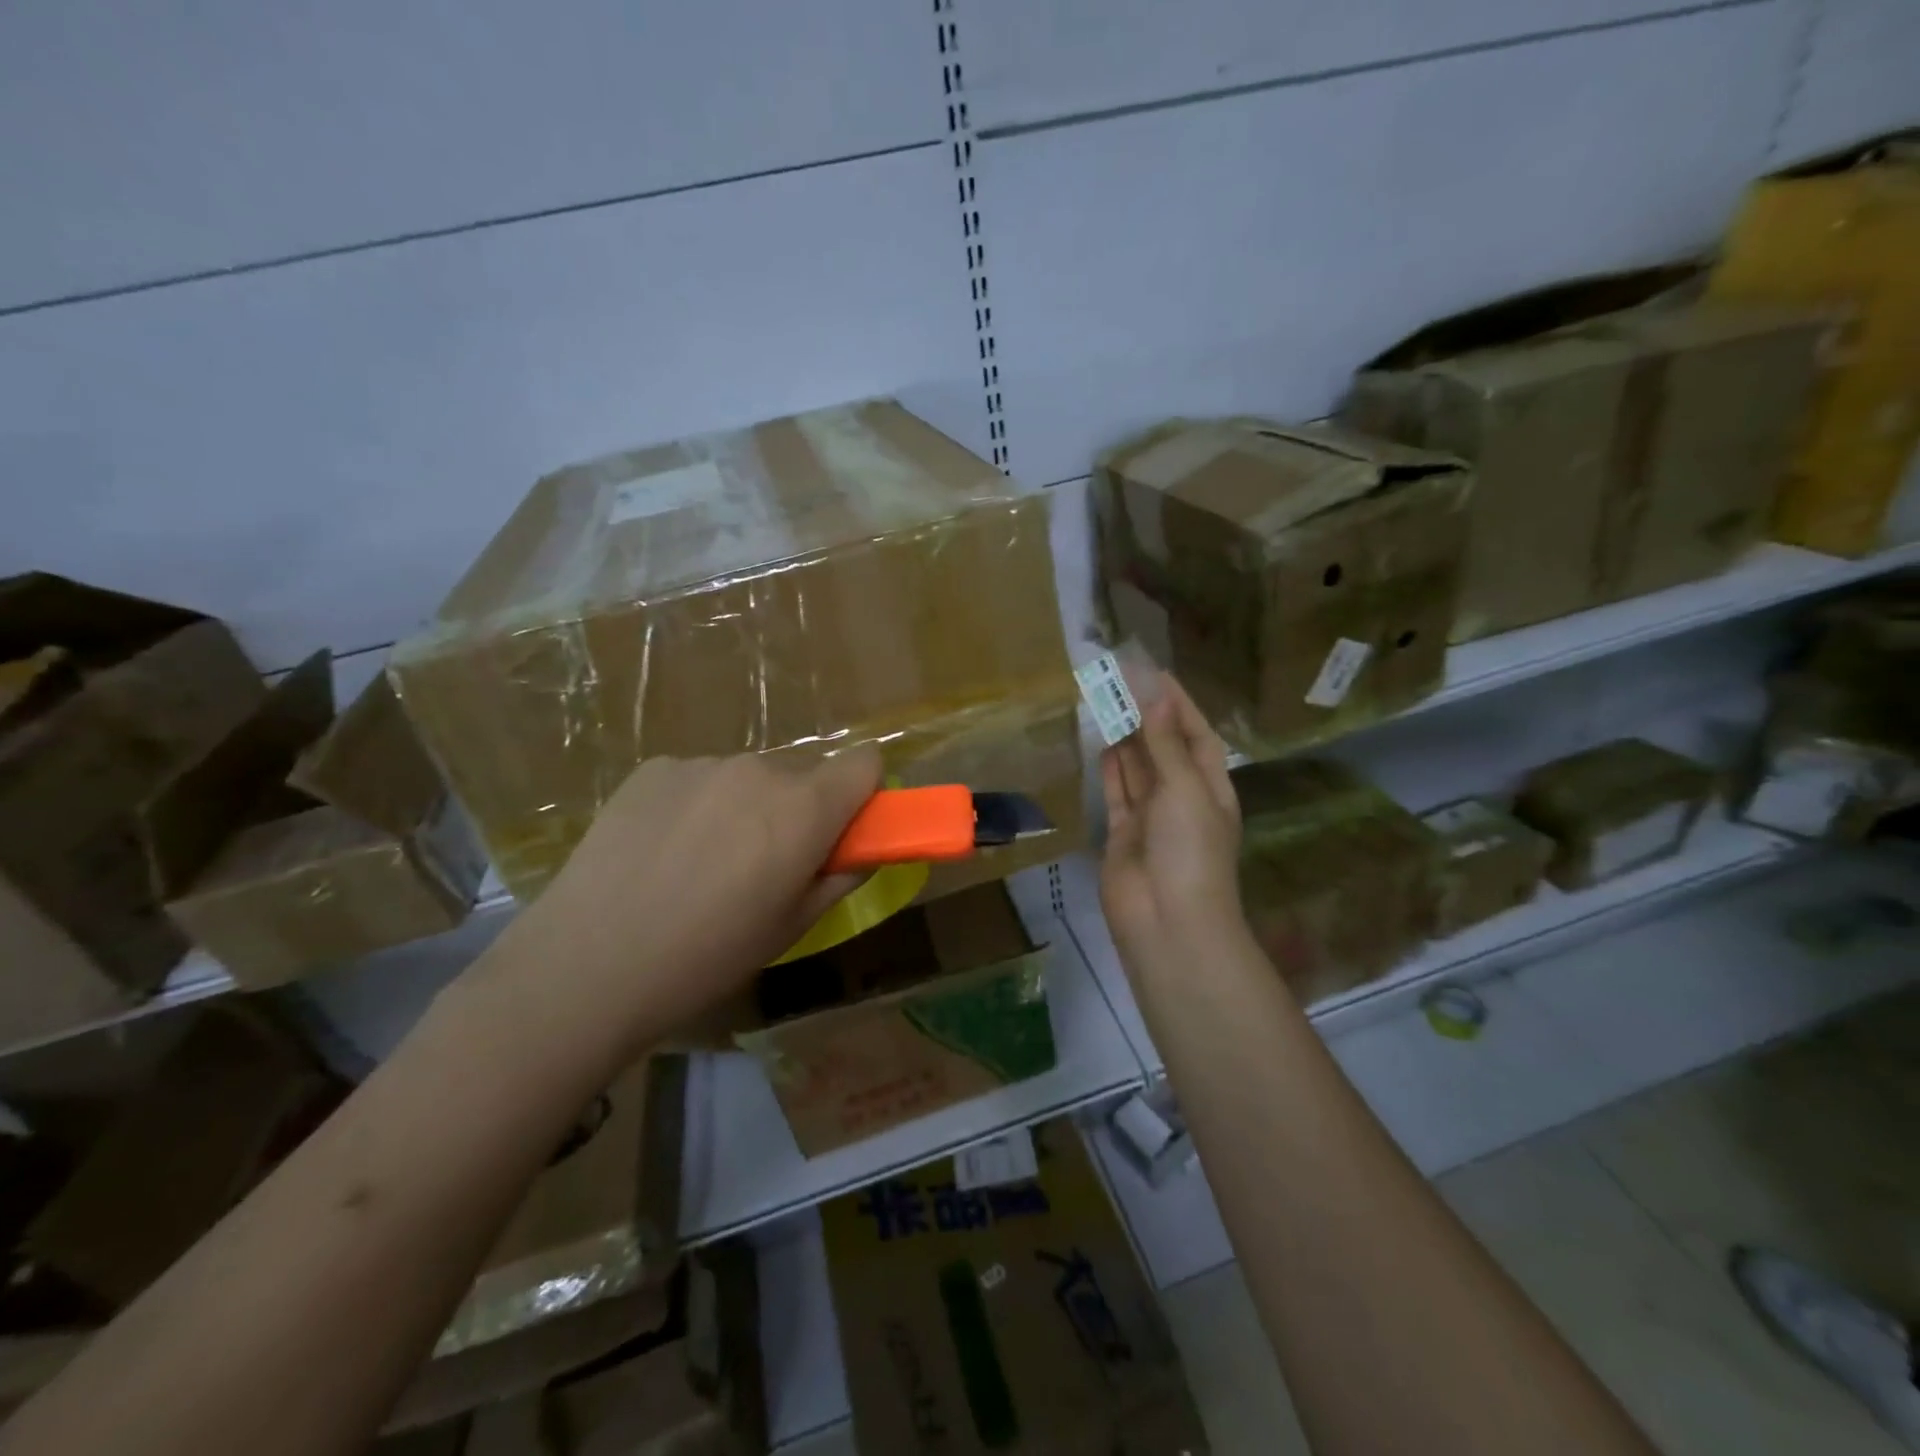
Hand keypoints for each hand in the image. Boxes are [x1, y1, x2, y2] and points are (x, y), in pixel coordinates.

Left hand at [484, 749, 881, 1061]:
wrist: (588, 964)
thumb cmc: (708, 956)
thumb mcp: (792, 927)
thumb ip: (840, 877)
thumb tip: (862, 850)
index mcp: (804, 808)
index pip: (864, 761)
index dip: (862, 793)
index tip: (843, 830)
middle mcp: (758, 769)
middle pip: (803, 774)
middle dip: (799, 809)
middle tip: (764, 864)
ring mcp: (701, 764)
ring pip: (748, 778)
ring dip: (745, 807)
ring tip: (701, 865)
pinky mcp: (652, 768)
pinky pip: (699, 779)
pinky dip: (697, 805)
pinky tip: (661, 853)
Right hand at [1099, 675, 1242, 969]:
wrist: (1166, 920)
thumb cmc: (1189, 850)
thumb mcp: (1185, 790)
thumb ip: (1166, 745)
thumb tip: (1157, 698)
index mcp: (1210, 787)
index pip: (1195, 735)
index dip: (1176, 704)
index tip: (1153, 672)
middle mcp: (1182, 798)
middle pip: (1164, 748)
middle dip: (1146, 716)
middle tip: (1118, 679)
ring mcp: (1151, 817)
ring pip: (1138, 768)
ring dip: (1125, 738)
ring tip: (1105, 702)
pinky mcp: (1123, 833)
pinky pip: (1118, 793)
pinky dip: (1111, 769)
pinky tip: (1102, 744)